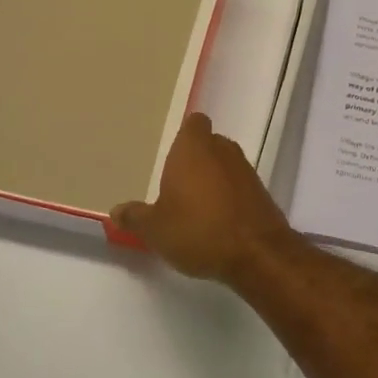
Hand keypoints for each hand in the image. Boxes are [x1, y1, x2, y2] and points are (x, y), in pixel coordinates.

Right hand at [111, 113, 296, 282]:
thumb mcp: (155, 229)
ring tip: (195, 208)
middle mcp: (222, 150)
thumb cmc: (198, 230)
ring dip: (213, 180)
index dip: (185, 135)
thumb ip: (135, 217)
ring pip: (225, 165)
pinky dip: (229, 198)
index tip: (171, 156)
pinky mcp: (262, 193)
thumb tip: (116, 211)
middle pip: (209, 144)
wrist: (257, 254)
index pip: (193, 123)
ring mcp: (246, 171)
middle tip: (176, 185)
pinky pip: (239, 187)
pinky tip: (217, 223)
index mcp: (193, 147)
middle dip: (195, 161)